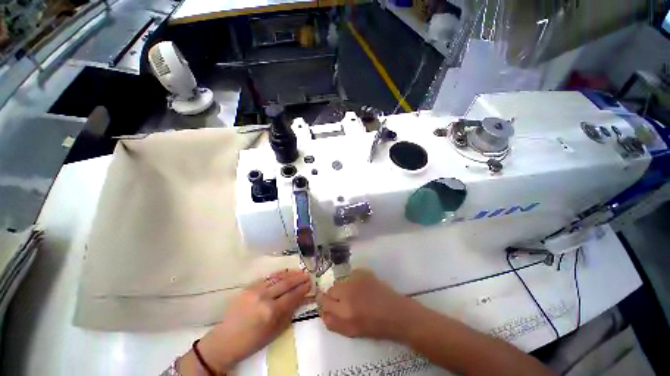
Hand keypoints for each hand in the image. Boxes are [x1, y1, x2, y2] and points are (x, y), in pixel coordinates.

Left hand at [180, 270, 310, 374]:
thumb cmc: (252, 341)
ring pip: (277, 277)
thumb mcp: (274, 332)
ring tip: (299, 271)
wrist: (225, 340)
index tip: (310, 283)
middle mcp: (264, 297)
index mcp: (271, 311)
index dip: (302, 288)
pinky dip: (277, 275)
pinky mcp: (248, 287)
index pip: (292, 295)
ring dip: (290, 274)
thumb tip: (301, 299)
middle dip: (298, 278)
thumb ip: (289, 313)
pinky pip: (266, 278)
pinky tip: (284, 273)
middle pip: (286, 283)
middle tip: (307, 275)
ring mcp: (255, 290)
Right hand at [317, 269, 420, 339]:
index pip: (324, 301)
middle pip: (331, 289)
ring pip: (340, 281)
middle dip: (333, 296)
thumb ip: (333, 323)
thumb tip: (323, 313)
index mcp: (344, 310)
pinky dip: (352, 280)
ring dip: (343, 288)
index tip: (327, 304)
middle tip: (342, 302)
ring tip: (354, 295)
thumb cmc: (375, 326)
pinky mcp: (363, 272)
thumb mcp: (352, 331)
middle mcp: (347, 292)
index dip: (323, 302)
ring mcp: (356, 279)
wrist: (395, 312)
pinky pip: (351, 275)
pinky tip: (361, 287)